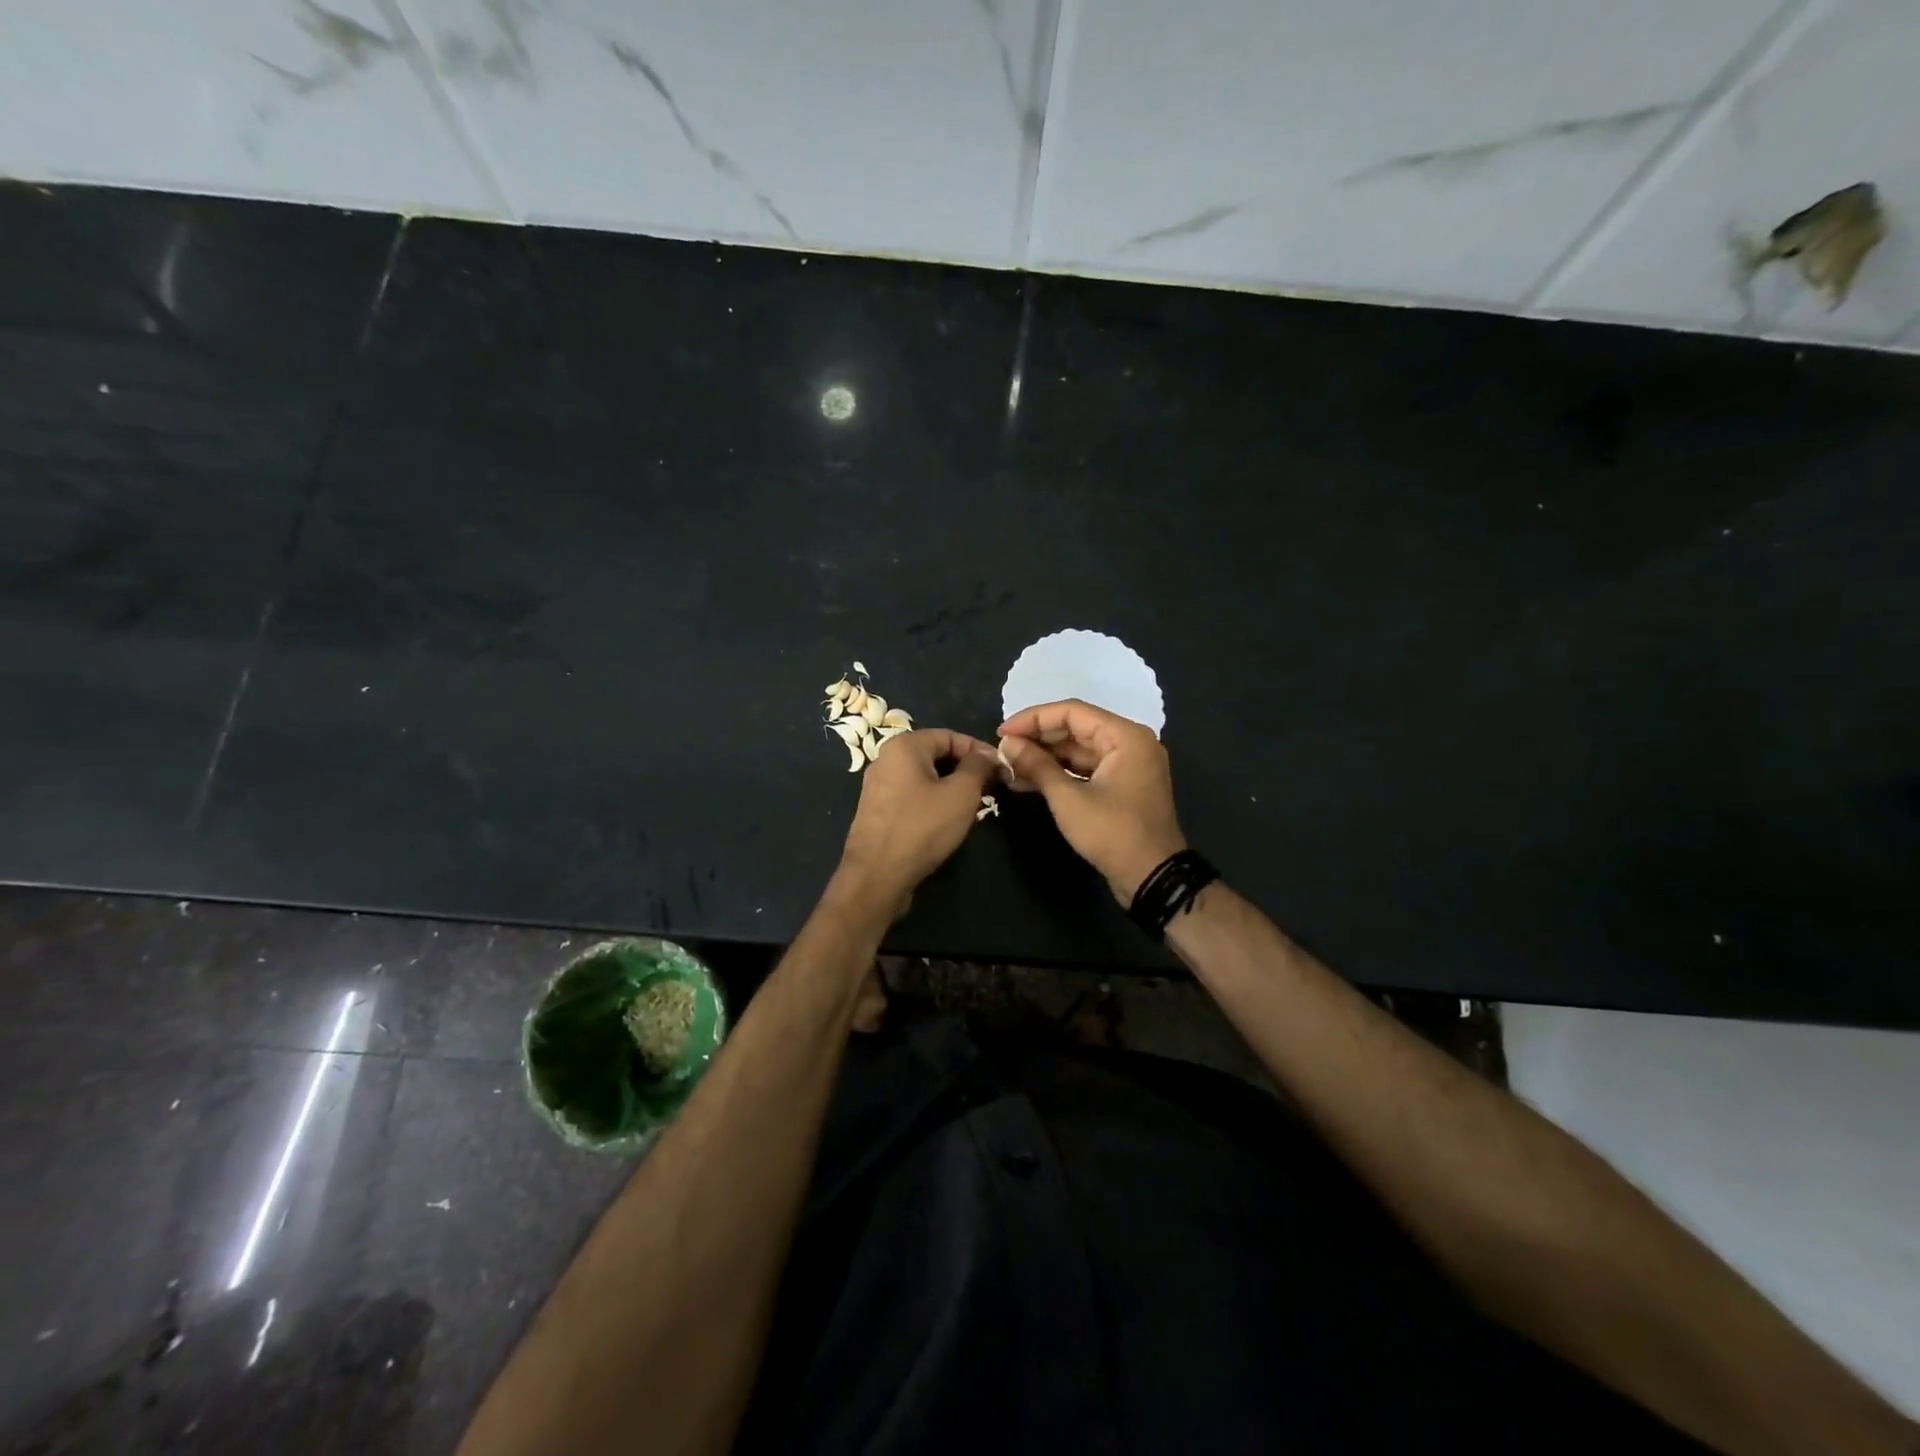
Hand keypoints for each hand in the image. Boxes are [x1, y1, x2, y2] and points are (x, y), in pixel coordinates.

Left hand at [834, 729, 999, 918]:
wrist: (877, 876)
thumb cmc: (922, 827)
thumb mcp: (961, 794)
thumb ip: (978, 767)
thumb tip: (988, 755)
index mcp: (904, 746)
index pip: (951, 736)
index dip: (980, 751)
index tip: (1002, 770)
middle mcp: (886, 759)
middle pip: (936, 754)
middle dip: (966, 769)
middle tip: (991, 789)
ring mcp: (878, 786)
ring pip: (925, 777)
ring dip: (951, 787)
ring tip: (974, 806)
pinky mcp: (877, 811)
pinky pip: (912, 795)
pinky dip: (933, 801)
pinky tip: (948, 821)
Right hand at [997, 699, 1186, 904]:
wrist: (1152, 878)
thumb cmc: (1112, 833)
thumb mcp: (1068, 799)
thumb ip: (1037, 765)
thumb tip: (1007, 743)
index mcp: (1125, 736)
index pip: (1072, 712)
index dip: (1033, 719)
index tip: (1002, 731)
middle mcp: (1130, 742)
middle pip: (1076, 729)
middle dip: (1037, 739)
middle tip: (1003, 750)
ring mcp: (1128, 765)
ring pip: (1079, 750)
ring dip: (1045, 758)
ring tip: (1009, 767)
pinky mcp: (1122, 786)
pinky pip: (1086, 769)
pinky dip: (1060, 773)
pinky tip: (1028, 780)